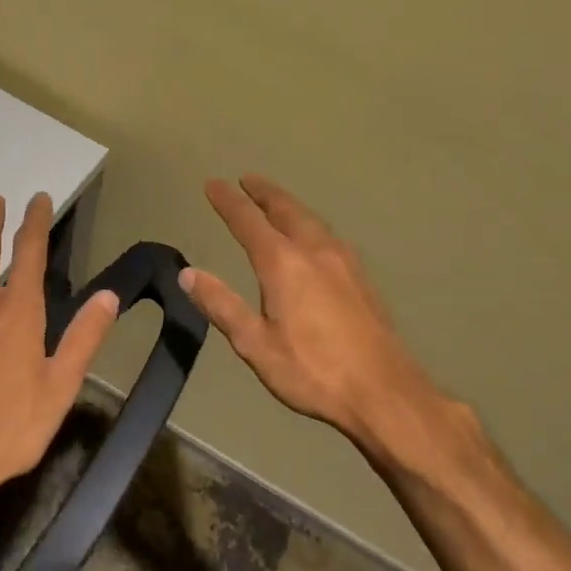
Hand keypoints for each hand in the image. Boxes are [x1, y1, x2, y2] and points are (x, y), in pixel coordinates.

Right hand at [180, 175, 447, 456]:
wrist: (383, 391)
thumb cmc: (312, 371)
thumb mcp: (255, 344)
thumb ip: (221, 305)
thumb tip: (187, 273)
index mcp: (284, 264)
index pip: (248, 222)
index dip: (228, 202)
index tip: (214, 184)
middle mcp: (315, 251)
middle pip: (286, 210)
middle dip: (264, 193)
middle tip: (248, 180)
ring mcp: (344, 262)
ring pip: (312, 220)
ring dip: (289, 205)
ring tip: (276, 202)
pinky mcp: (361, 278)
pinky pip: (328, 235)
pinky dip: (309, 224)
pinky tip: (312, 238)